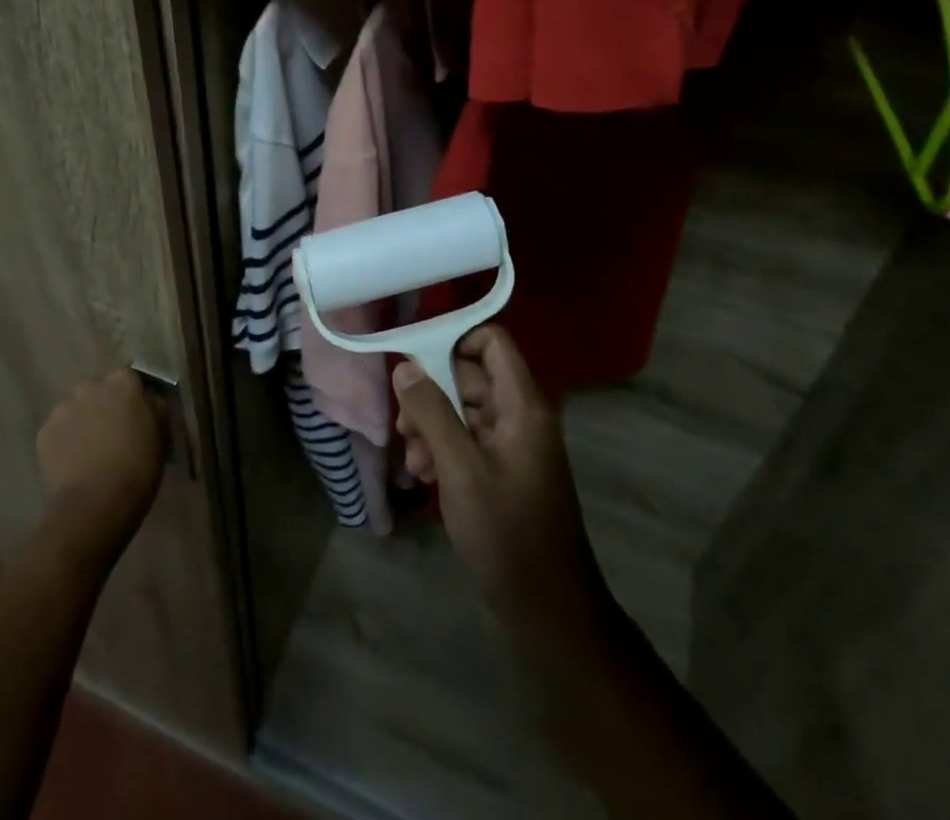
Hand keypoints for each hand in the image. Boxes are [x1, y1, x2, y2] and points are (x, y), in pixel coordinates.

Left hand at [35, 368, 164, 551]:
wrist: (93, 507)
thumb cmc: (137, 469)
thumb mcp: (161, 434)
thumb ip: (155, 408)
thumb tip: (150, 399)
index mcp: (122, 382)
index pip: (130, 377)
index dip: (134, 395)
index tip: (139, 414)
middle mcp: (89, 386)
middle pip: (99, 391)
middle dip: (105, 406)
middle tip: (114, 433)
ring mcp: (62, 409)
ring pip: (76, 410)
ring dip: (84, 422)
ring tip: (91, 451)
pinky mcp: (43, 434)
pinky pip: (58, 431)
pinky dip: (65, 442)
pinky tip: (74, 463)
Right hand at [393, 325, 607, 629]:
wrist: (547, 608)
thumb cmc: (506, 531)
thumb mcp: (460, 468)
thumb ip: (431, 411)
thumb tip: (405, 365)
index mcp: (522, 404)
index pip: (492, 341)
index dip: (454, 340)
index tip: (415, 361)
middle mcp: (521, 414)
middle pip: (470, 375)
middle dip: (431, 393)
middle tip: (403, 425)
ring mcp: (513, 443)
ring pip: (464, 409)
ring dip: (432, 426)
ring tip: (412, 460)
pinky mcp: (504, 468)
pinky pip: (469, 439)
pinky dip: (444, 449)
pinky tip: (423, 476)